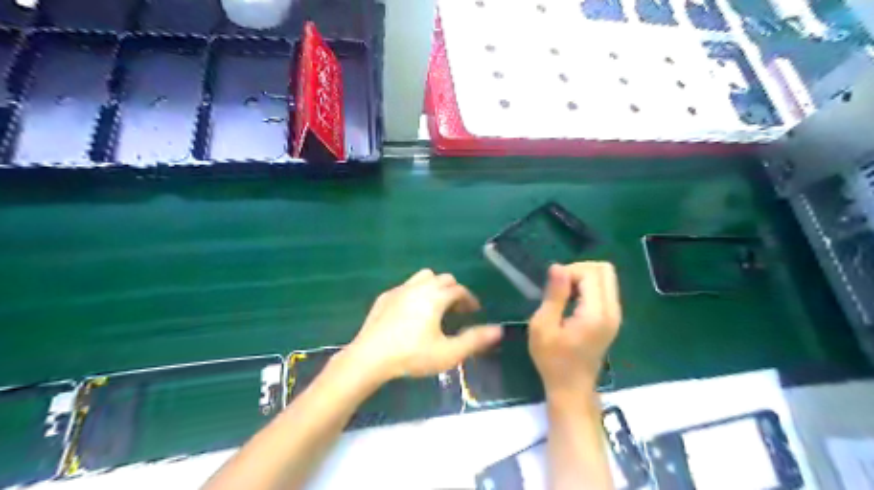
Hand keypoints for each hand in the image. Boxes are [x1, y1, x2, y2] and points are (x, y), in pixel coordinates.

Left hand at [343, 272, 501, 381]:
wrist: (370, 358)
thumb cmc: (412, 355)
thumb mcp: (448, 353)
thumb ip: (475, 340)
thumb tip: (499, 330)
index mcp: (435, 297)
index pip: (459, 290)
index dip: (469, 299)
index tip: (474, 312)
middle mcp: (419, 287)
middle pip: (443, 279)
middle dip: (454, 291)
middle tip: (458, 311)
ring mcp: (400, 290)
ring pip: (423, 277)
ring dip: (435, 287)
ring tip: (436, 306)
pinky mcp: (385, 297)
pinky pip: (406, 286)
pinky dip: (416, 293)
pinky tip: (412, 312)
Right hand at [533, 262, 620, 395]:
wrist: (571, 388)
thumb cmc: (552, 360)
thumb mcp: (543, 326)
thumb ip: (554, 295)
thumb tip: (557, 266)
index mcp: (596, 314)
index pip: (591, 273)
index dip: (569, 272)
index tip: (552, 288)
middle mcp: (612, 310)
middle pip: (605, 270)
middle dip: (579, 270)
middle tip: (559, 286)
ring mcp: (615, 314)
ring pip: (606, 277)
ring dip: (583, 278)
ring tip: (564, 295)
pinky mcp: (612, 318)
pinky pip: (604, 289)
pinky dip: (588, 287)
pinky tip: (572, 302)